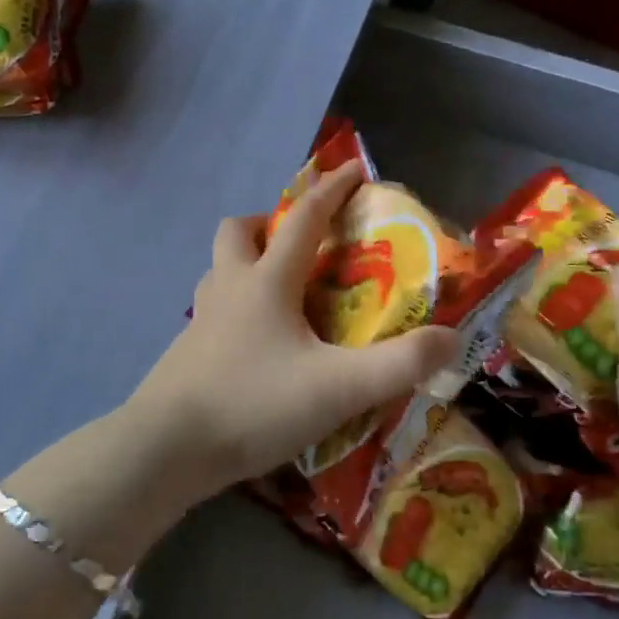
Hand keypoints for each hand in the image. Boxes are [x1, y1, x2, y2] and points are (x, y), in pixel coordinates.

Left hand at [130, 161, 459, 499]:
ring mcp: (200, 318)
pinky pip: (214, 308)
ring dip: (248, 263)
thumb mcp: (338, 388)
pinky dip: (237, 306)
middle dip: (271, 224)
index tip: (353, 170)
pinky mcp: (186, 350)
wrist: (168, 448)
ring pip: (221, 268)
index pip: (304, 219)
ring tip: (282, 293)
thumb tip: (451, 338)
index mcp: (266, 282)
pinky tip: (256, 344)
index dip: (332, 190)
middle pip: (239, 230)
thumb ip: (399, 365)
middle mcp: (229, 287)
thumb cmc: (254, 404)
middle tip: (301, 246)